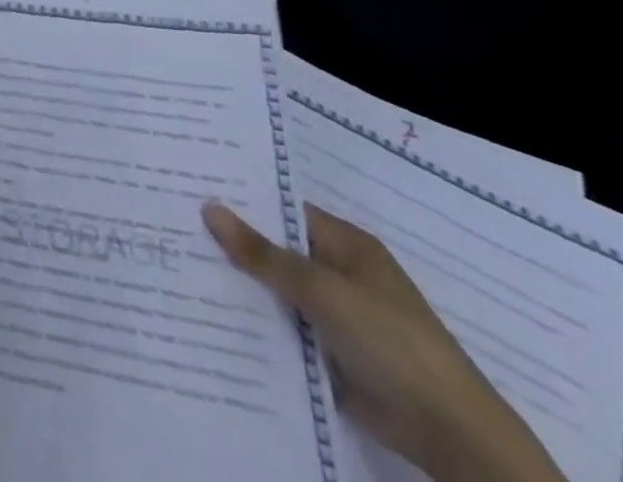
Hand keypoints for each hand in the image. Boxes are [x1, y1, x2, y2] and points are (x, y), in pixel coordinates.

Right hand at [203, 203, 563, 481]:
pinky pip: (283, 327)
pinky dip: (255, 322)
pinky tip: (210, 313)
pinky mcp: (329, 352)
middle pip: (276, 249)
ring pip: (276, 290)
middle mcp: (339, 272)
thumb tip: (209, 207)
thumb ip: (262, 253)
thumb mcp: (321, 290)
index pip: (283, 209)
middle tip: (173, 223)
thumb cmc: (390, 341)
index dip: (242, 200)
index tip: (193, 189)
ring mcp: (335, 315)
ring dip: (241, 285)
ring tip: (178, 262)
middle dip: (233, 242)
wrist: (449, 433)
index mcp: (346, 244)